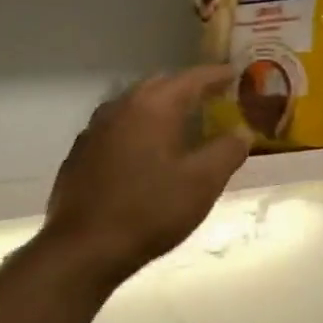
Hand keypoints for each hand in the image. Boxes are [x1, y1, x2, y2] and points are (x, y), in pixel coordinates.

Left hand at [44, 67, 253, 282]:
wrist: (84, 248)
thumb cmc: (150, 211)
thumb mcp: (202, 183)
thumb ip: (227, 151)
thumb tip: (242, 133)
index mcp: (152, 107)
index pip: (190, 79)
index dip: (216, 75)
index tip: (235, 74)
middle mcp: (120, 108)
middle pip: (159, 86)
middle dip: (187, 89)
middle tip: (212, 98)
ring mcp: (94, 131)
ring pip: (134, 106)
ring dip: (160, 109)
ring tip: (181, 123)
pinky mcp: (80, 155)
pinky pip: (117, 129)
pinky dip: (138, 130)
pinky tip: (145, 153)